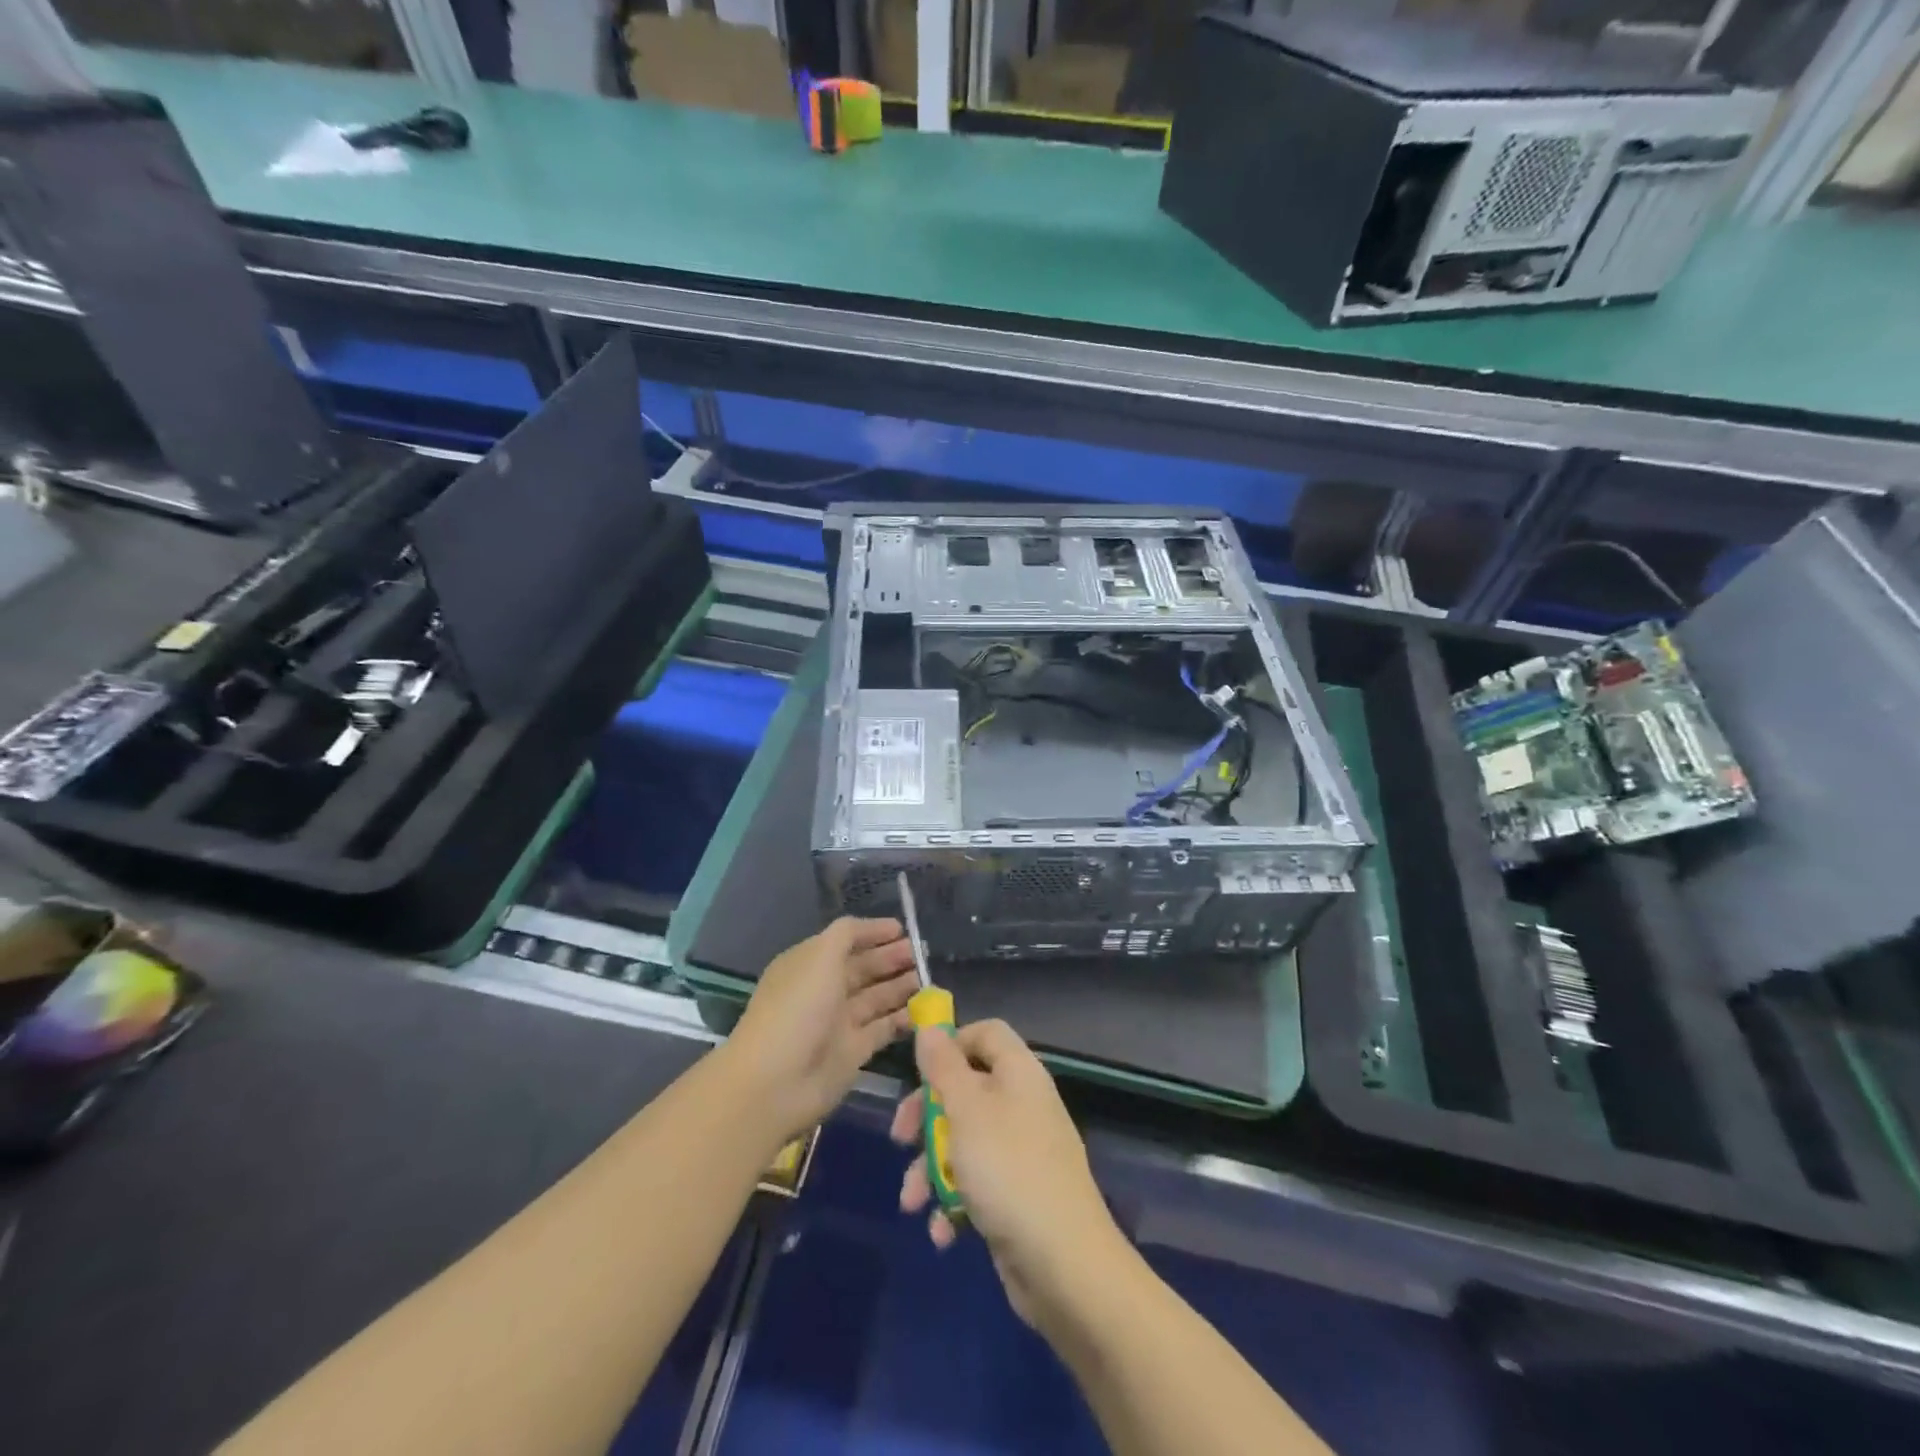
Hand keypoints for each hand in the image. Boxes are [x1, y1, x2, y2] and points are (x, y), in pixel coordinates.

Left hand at [730, 917, 917, 1142]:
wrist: (777, 1082)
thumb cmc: (799, 1009)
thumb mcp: (820, 956)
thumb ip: (847, 935)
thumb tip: (871, 928)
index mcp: (810, 964)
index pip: (845, 941)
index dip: (872, 933)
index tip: (902, 929)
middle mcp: (824, 990)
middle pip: (863, 968)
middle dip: (892, 958)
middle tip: (922, 953)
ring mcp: (838, 1022)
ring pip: (876, 997)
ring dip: (901, 986)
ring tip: (928, 977)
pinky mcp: (853, 1052)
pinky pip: (883, 1028)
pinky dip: (903, 1018)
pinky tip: (925, 1009)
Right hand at [891, 1020, 1126, 1328]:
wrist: (1063, 1265)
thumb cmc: (1008, 1170)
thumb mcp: (966, 1110)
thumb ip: (944, 1067)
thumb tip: (930, 1027)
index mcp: (1019, 1073)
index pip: (986, 1033)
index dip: (952, 1044)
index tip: (919, 1070)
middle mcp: (1022, 1104)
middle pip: (966, 1089)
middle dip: (927, 1116)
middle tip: (900, 1138)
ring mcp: (1022, 1152)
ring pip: (964, 1141)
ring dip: (931, 1169)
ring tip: (912, 1202)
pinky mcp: (1017, 1195)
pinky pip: (976, 1184)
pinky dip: (954, 1203)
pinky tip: (943, 1232)